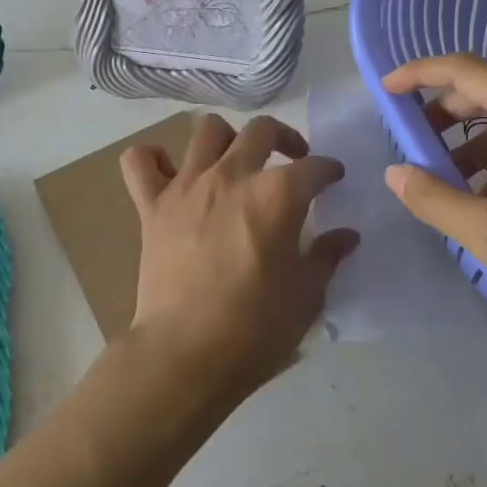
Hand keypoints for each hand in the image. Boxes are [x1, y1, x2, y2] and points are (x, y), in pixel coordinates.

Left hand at [120, 113, 357, 405]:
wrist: (185, 356)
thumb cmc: (254, 329)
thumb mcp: (306, 296)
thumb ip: (326, 257)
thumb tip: (346, 236)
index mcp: (277, 196)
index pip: (314, 168)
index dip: (329, 170)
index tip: (334, 178)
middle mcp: (232, 176)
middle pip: (262, 130)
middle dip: (285, 137)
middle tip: (292, 159)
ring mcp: (188, 186)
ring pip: (207, 131)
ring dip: (227, 139)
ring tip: (235, 161)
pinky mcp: (152, 206)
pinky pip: (140, 161)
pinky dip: (152, 159)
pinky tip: (168, 172)